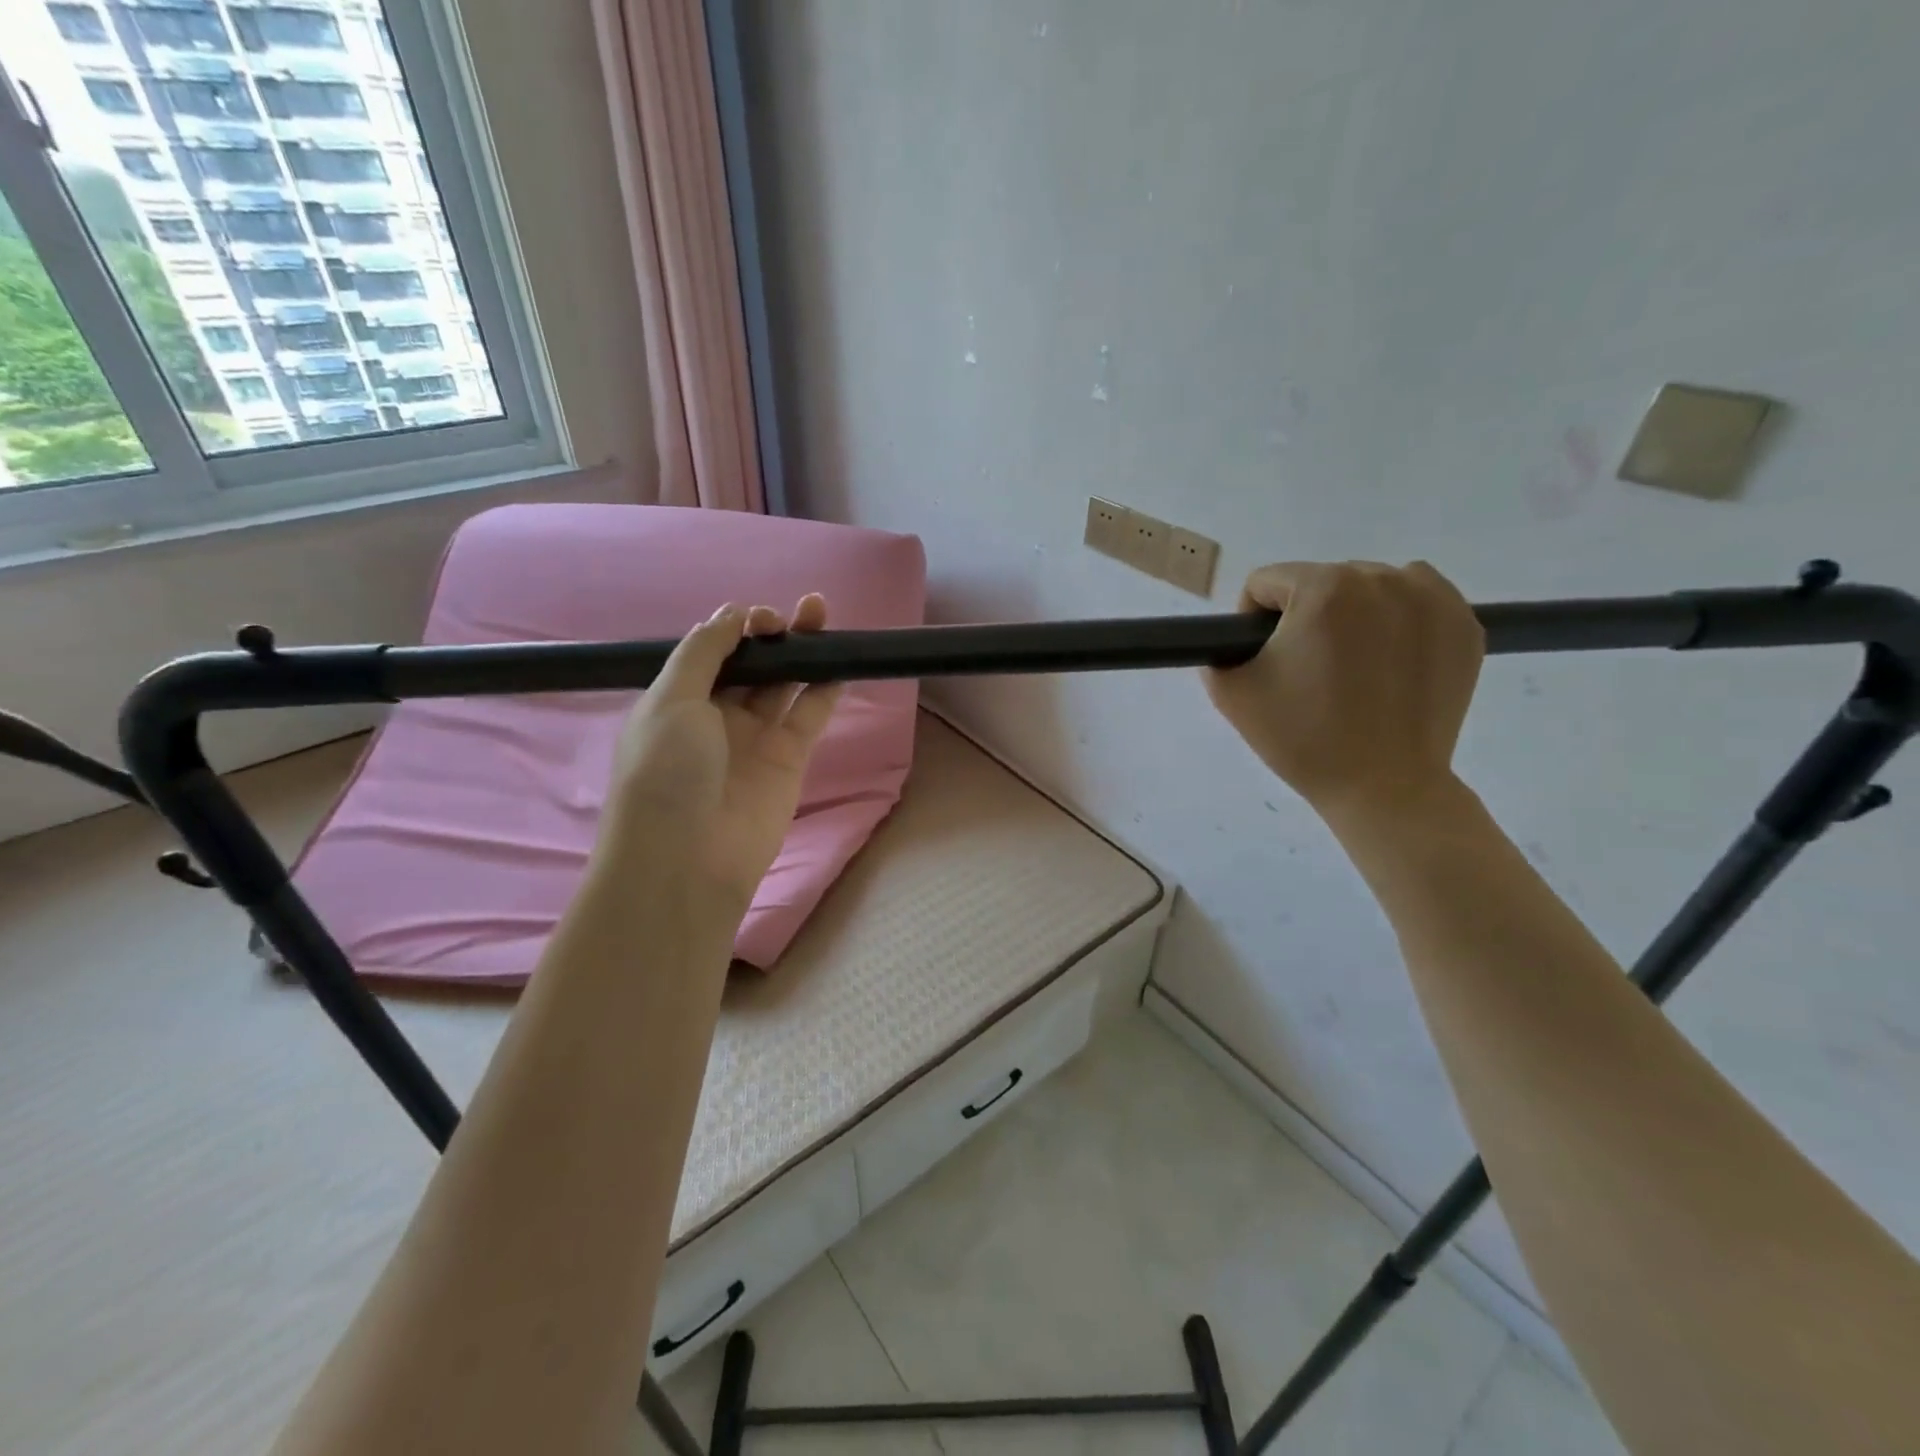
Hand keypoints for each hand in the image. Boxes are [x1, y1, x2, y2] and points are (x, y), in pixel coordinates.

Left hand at [602, 596, 840, 917]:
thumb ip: (703, 652)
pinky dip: (825, 688)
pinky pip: (809, 714)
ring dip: (802, 651)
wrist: (688, 857)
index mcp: (680, 699)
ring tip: (822, 615)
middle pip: (753, 664)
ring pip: (784, 683)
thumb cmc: (666, 771)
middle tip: (803, 610)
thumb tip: (730, 613)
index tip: (760, 618)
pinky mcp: (790, 758)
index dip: (738, 628)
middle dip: (774, 634)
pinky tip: (839, 661)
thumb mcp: (670, 700)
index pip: (714, 651)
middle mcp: (717, 715)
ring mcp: (755, 737)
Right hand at [1205, 561, 1484, 825]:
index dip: (1253, 621)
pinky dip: (1398, 618)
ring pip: (1369, 586)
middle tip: (1308, 671)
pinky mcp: (1464, 624)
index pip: (1267, 582)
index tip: (1266, 660)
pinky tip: (1388, 660)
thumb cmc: (1303, 738)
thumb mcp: (1232, 694)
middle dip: (1306, 616)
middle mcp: (1381, 579)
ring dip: (1352, 613)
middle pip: (1320, 580)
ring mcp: (1432, 599)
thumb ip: (1217, 651)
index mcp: (1323, 589)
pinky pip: (1417, 598)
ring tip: (1352, 666)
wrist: (1383, 786)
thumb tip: (1235, 642)